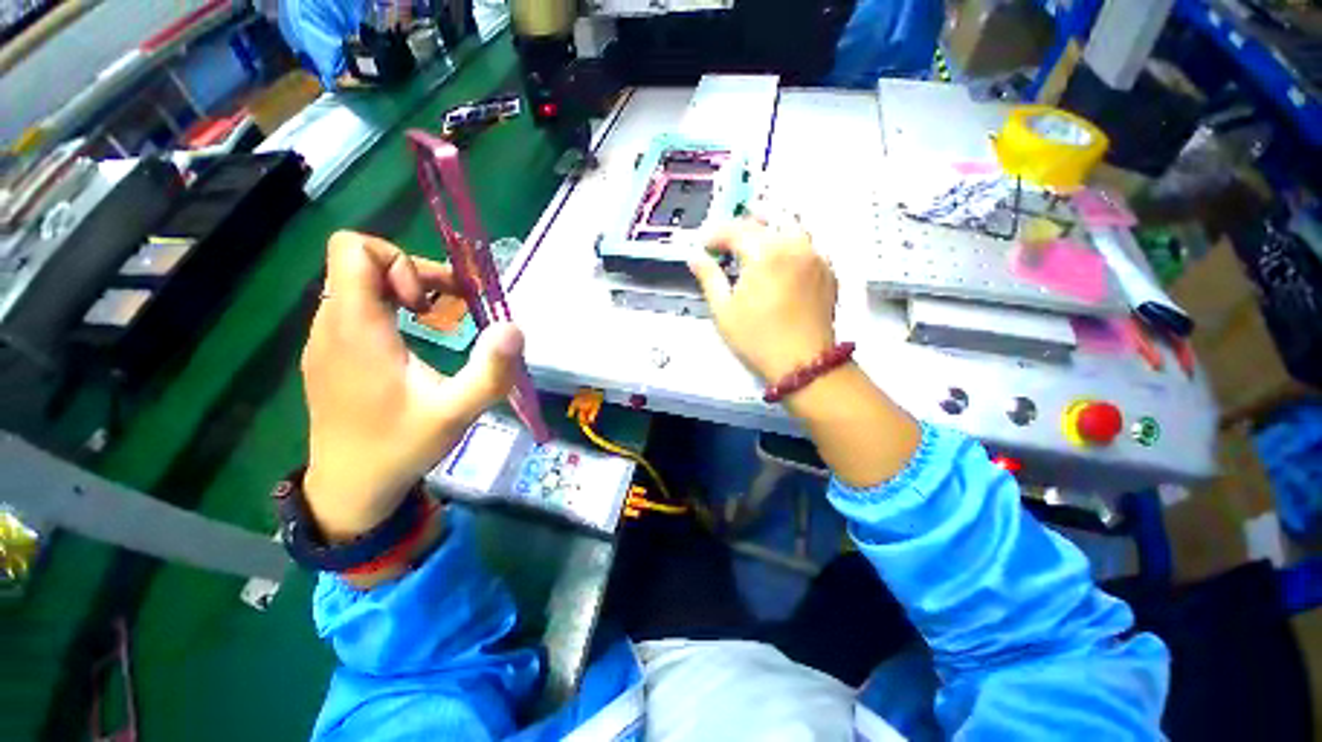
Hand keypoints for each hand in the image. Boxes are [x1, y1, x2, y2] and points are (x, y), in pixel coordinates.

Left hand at [301, 232, 523, 540]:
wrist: (350, 487)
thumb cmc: (402, 446)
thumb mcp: (457, 412)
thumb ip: (491, 370)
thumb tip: (513, 326)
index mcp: (357, 329)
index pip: (355, 249)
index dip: (401, 261)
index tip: (430, 303)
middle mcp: (331, 325)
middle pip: (362, 263)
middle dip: (414, 275)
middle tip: (450, 308)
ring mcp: (325, 339)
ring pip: (357, 284)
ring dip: (403, 291)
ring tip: (437, 321)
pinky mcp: (329, 353)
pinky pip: (354, 307)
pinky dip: (389, 309)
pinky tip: (413, 341)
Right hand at [688, 217, 838, 382]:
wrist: (803, 362)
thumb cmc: (758, 339)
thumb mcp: (724, 310)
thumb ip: (709, 277)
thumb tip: (695, 257)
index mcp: (766, 252)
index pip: (736, 229)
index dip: (715, 234)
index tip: (704, 246)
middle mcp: (794, 244)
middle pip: (763, 222)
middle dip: (740, 229)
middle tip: (725, 245)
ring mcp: (815, 255)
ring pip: (789, 225)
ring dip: (767, 229)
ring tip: (752, 245)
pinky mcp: (828, 269)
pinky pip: (806, 243)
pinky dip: (788, 243)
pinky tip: (779, 261)